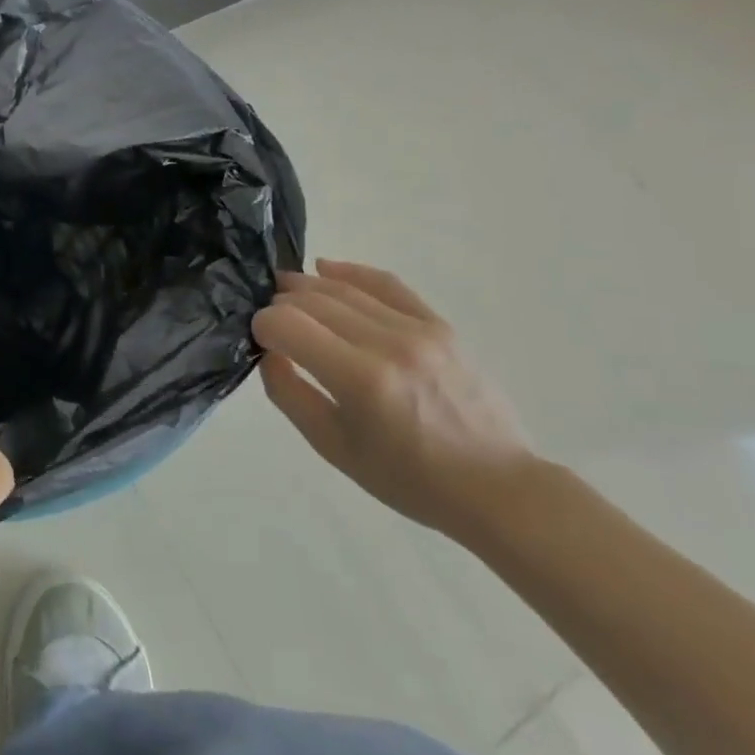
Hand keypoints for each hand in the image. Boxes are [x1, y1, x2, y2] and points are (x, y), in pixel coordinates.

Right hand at [252, 259, 535, 539]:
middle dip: (280, 305)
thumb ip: (289, 394)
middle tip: (269, 321)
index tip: (259, 341)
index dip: (262, 327)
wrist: (495, 486)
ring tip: (285, 290)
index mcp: (359, 380)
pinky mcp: (439, 324)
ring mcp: (418, 329)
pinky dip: (351, 272)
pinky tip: (326, 268)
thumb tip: (269, 352)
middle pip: (312, 301)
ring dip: (307, 286)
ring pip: (344, 288)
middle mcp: (387, 343)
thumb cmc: (408, 479)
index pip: (287, 325)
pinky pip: (387, 284)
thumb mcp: (334, 448)